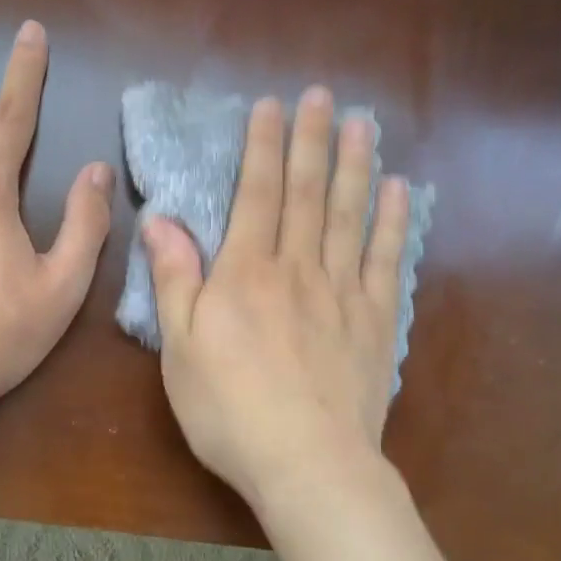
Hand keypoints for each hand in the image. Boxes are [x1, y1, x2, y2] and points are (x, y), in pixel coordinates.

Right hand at [143, 87, 411, 513]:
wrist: (307, 463)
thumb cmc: (229, 410)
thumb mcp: (180, 348)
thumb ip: (174, 279)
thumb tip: (161, 220)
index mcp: (246, 274)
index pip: (256, 195)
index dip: (263, 147)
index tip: (272, 106)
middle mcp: (298, 269)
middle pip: (306, 194)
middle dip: (312, 141)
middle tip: (323, 96)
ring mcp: (343, 293)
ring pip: (349, 216)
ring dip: (355, 166)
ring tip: (363, 124)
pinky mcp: (375, 321)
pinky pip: (385, 260)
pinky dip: (392, 222)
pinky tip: (398, 191)